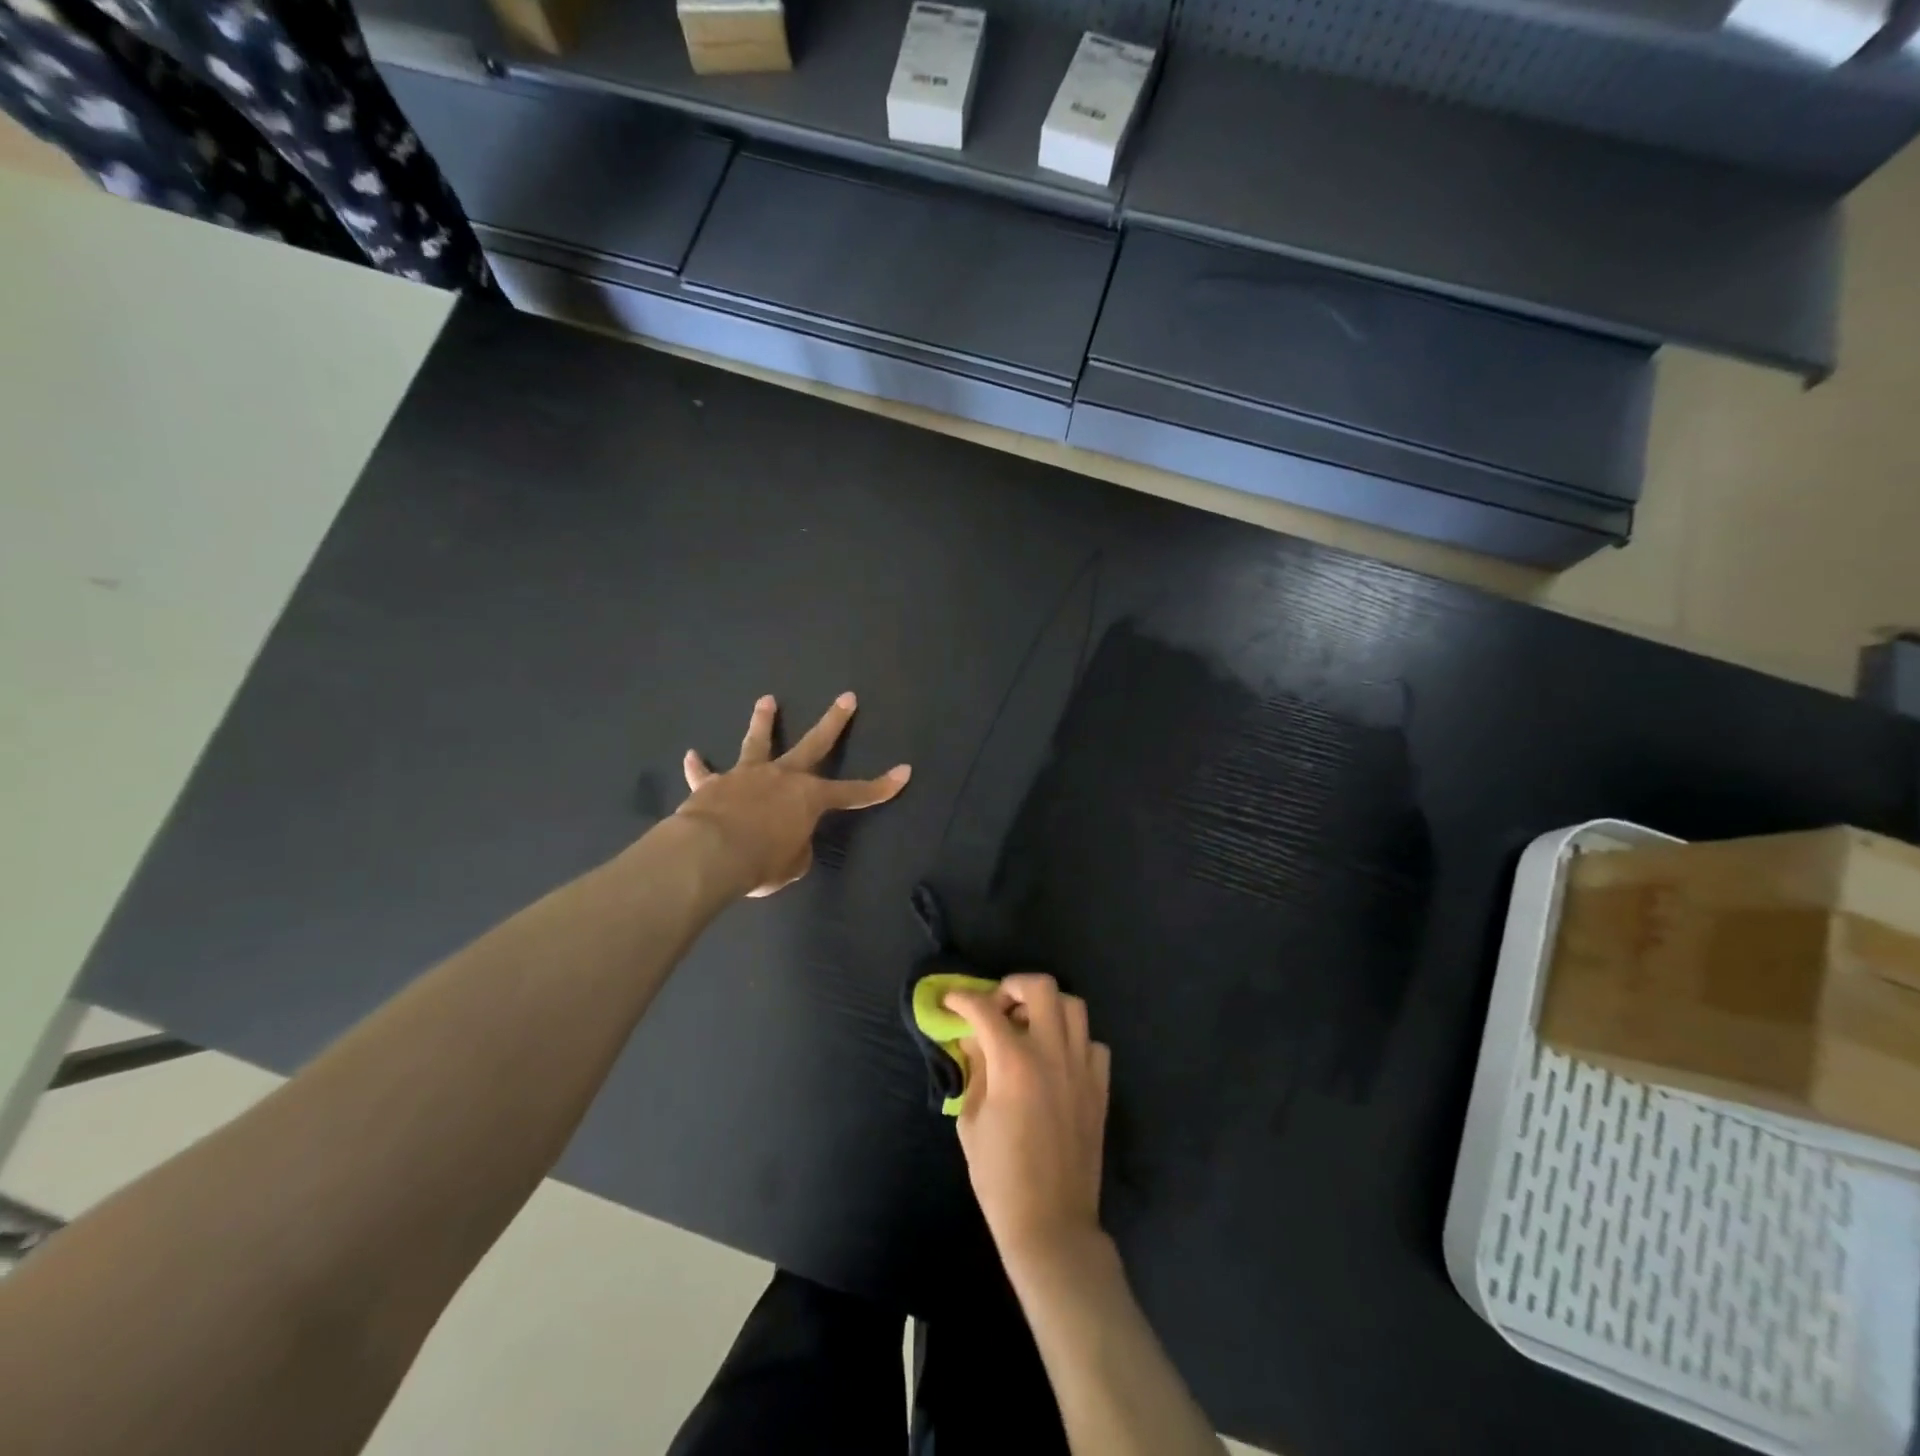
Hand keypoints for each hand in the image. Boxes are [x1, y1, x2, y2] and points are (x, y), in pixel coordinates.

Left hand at [677, 693, 910, 896]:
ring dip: (764, 721)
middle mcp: (782, 777)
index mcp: (809, 797)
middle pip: (813, 743)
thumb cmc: (761, 862)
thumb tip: (789, 840)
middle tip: (846, 698)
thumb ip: (797, 848)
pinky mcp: (712, 785)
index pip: (855, 793)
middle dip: (834, 721)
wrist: (710, 853)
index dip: (881, 786)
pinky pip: (704, 774)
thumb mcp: (792, 864)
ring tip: (766, 701)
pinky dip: (699, 767)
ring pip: (758, 743)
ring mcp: (746, 776)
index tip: (904, 772)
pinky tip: (692, 755)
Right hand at [945, 973, 1111, 1273]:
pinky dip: (1074, 1041)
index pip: (984, 1009)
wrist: (1051, 1224)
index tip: (950, 1000)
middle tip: (998, 1007)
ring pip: (1073, 1006)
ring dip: (1047, 1007)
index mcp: (1014, 1062)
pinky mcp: (1101, 1087)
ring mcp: (1081, 1068)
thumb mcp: (971, 1120)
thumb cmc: (1000, 1177)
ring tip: (1029, 1026)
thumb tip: (975, 1040)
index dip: (962, 998)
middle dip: (1012, 986)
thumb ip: (975, 1070)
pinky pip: (1093, 1044)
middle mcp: (1052, 1053)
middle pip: (1040, 987)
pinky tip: (1057, 1059)